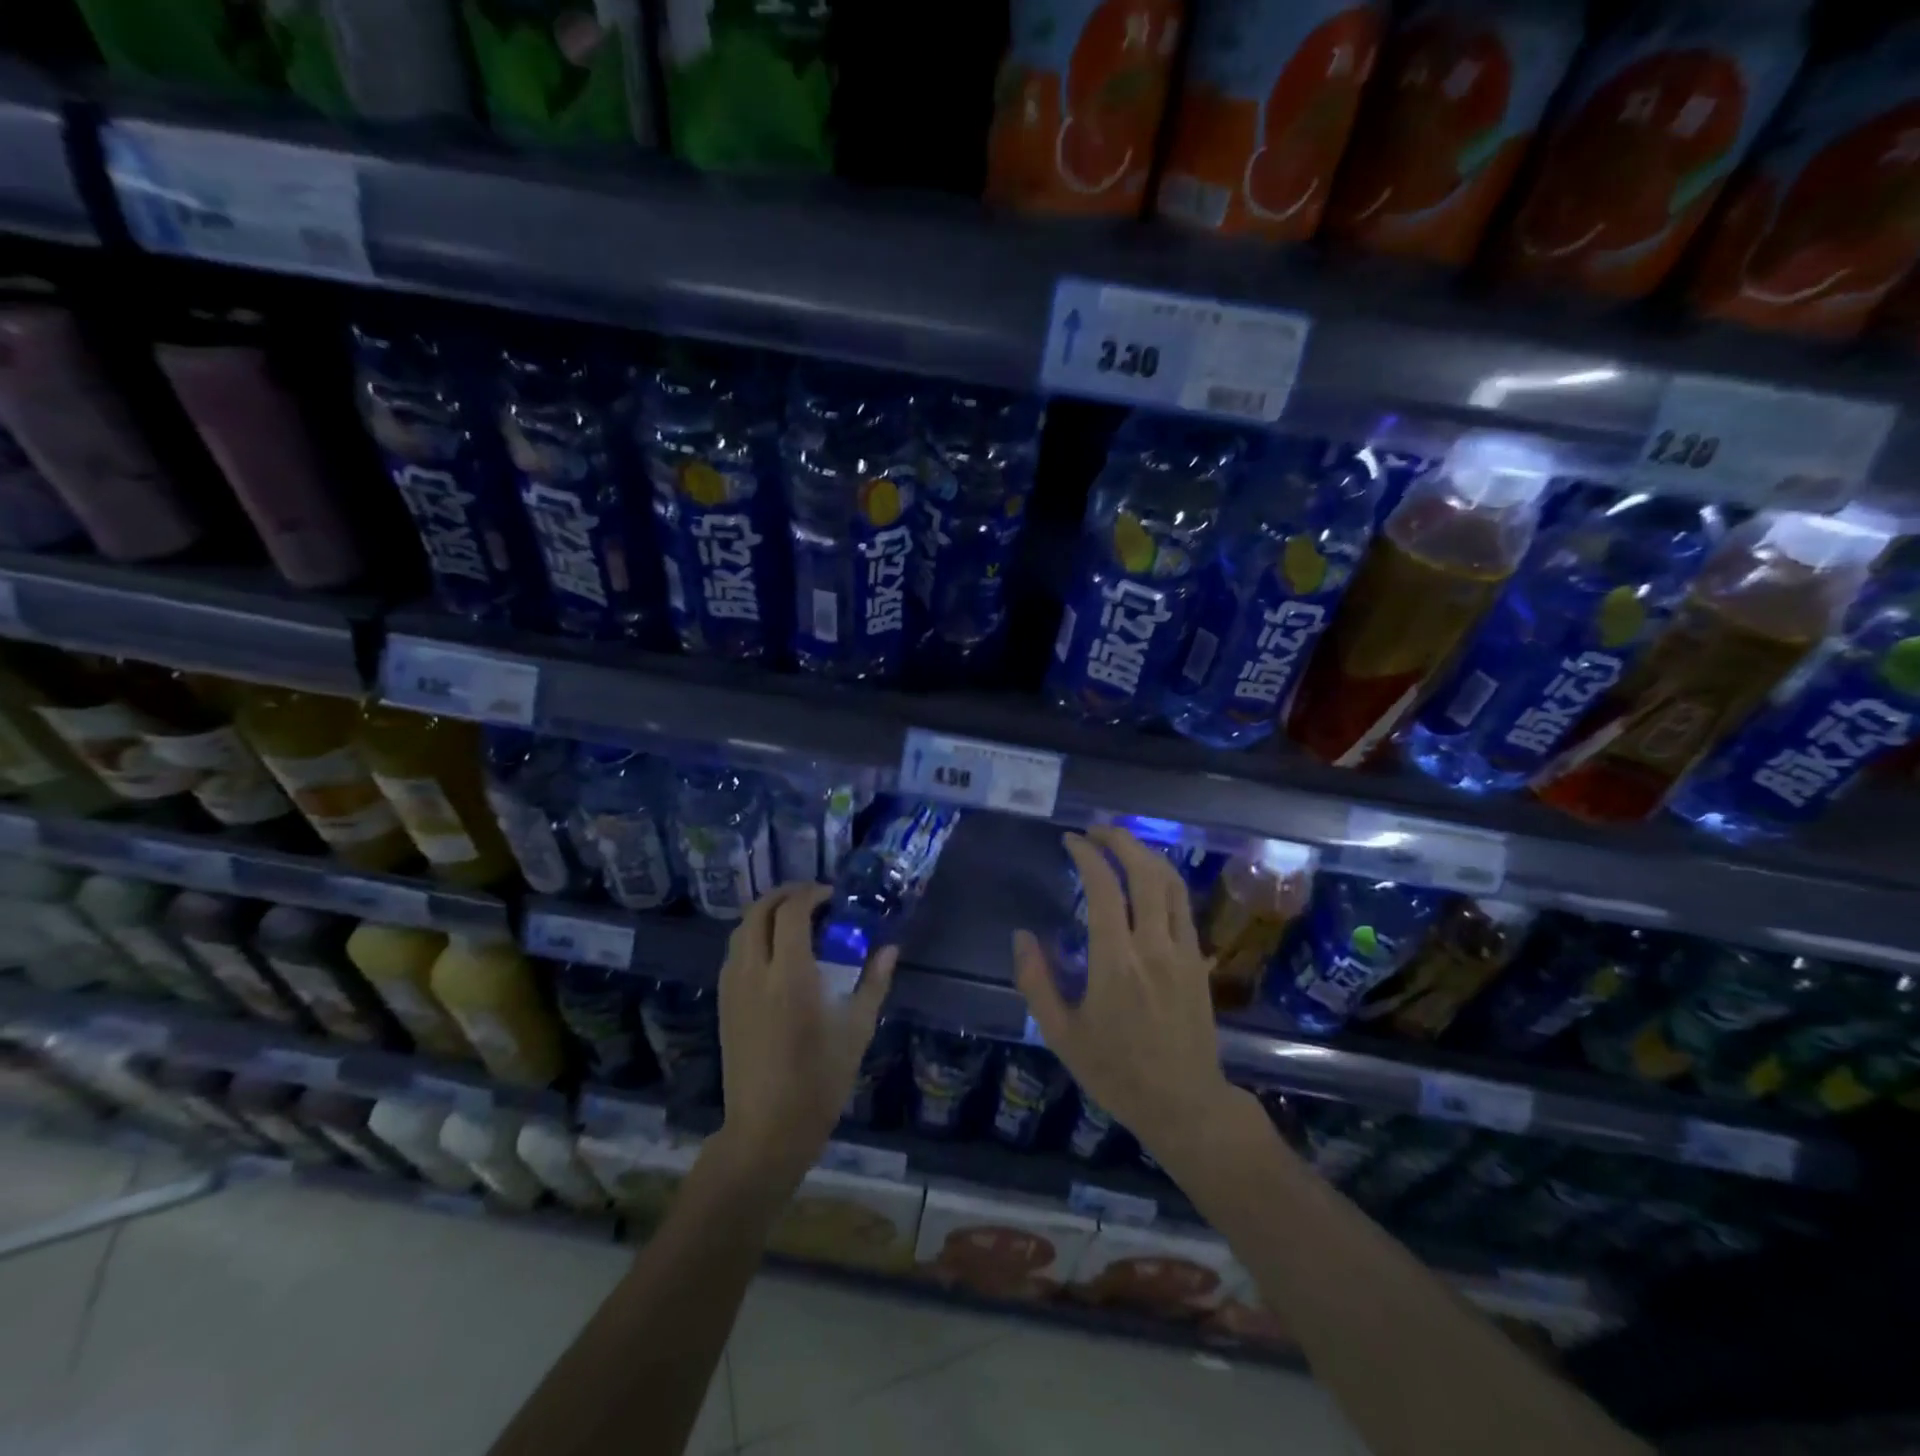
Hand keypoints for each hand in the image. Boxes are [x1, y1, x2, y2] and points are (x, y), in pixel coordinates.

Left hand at [713, 882, 896, 1190]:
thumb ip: (874, 982)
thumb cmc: (819, 1081)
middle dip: (786, 894)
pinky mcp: (723, 1002)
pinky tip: (778, 953)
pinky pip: (734, 952)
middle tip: (814, 899)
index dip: (812, 894)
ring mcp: (732, 987)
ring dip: (767, 913)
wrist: (766, 1130)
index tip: (834, 897)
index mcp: (790, 976)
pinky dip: (754, 936)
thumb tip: (890, 949)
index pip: (792, 911)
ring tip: (797, 922)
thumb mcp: (856, 1030)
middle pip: (759, 910)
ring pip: (741, 928)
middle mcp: (754, 972)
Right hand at [1014, 828, 1237, 1161]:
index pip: (1103, 888)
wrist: (1185, 1104)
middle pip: (1144, 873)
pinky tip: (1148, 880)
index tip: (1070, 840)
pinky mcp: (1199, 961)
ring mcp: (1182, 951)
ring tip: (1122, 844)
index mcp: (1116, 962)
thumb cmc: (1116, 1072)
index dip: (1087, 855)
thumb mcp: (1061, 1034)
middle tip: (1096, 830)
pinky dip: (1164, 880)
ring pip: (1171, 883)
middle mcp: (1153, 946)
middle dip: (1120, 840)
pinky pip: (1183, 905)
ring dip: (1146, 854)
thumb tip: (1021, 936)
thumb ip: (1036, 981)